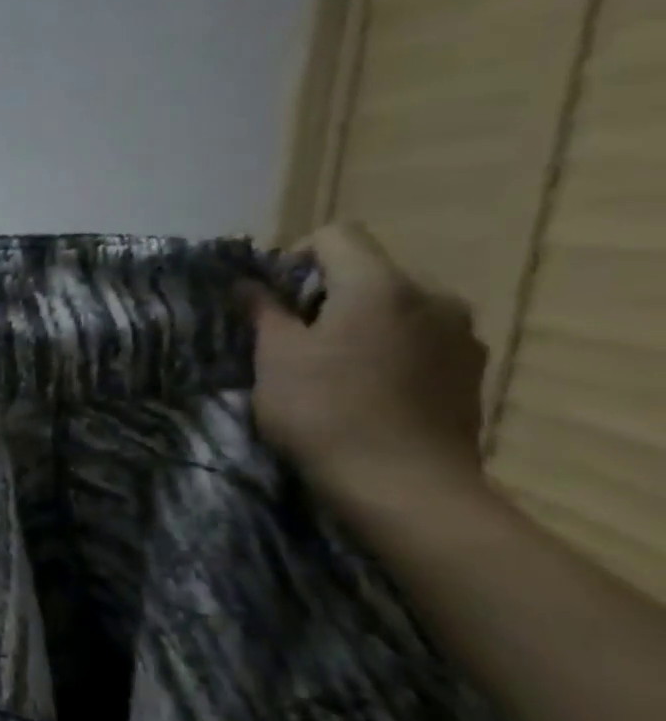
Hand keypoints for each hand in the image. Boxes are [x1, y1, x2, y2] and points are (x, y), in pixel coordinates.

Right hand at [248, 223, 488, 509]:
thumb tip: (248, 284)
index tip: (272, 300)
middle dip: (327, 295)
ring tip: (332, 368)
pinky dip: (390, 349)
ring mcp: (460, 333)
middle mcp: (431, 295)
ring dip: (361, 323)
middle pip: (369, 271)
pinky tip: (368, 390)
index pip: (336, 236)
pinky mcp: (471, 370)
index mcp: (380, 284)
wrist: (403, 485)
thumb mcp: (274, 358)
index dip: (295, 257)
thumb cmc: (323, 412)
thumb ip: (263, 311)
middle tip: (293, 339)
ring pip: (396, 307)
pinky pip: (420, 339)